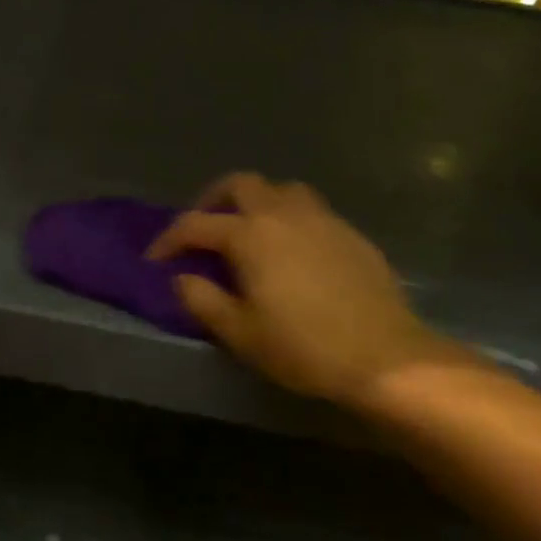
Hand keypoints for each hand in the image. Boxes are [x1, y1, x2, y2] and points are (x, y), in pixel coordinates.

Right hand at [148, 173, 468, 406]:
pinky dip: (289, 218)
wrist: (385, 357)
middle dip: (213, 200)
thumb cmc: (304, 347)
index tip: (155, 259)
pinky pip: (310, 210)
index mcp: (250, 234)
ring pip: (280, 189)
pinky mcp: (350, 233)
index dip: (169, 240)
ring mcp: (321, 218)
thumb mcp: (240, 333)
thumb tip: (182, 278)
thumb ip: (203, 300)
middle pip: (240, 184)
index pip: (195, 225)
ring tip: (249, 231)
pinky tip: (293, 250)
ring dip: (256, 202)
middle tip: (204, 229)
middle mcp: (283, 213)